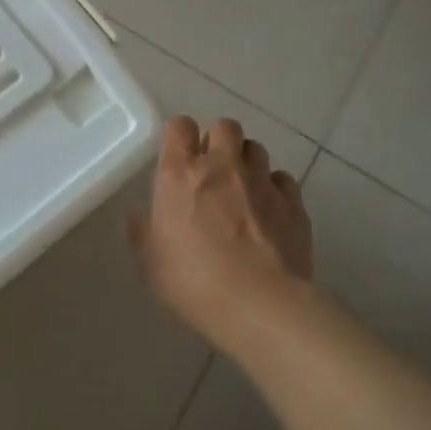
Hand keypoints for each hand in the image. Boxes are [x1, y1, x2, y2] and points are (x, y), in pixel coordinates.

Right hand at [128, 116, 312, 349]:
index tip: (180, 154)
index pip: (180, 126)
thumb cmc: (192, 281)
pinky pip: (283, 180)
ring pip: (256, 148)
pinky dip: (274, 188)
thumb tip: (137, 217)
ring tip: (243, 189)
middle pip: (225, 126)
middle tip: (213, 169)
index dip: (180, 135)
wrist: (258, 304)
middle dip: (219, 140)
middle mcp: (222, 166)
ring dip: (247, 161)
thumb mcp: (149, 262)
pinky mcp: (293, 202)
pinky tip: (270, 210)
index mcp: (180, 173)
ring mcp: (261, 181)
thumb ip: (142, 232)